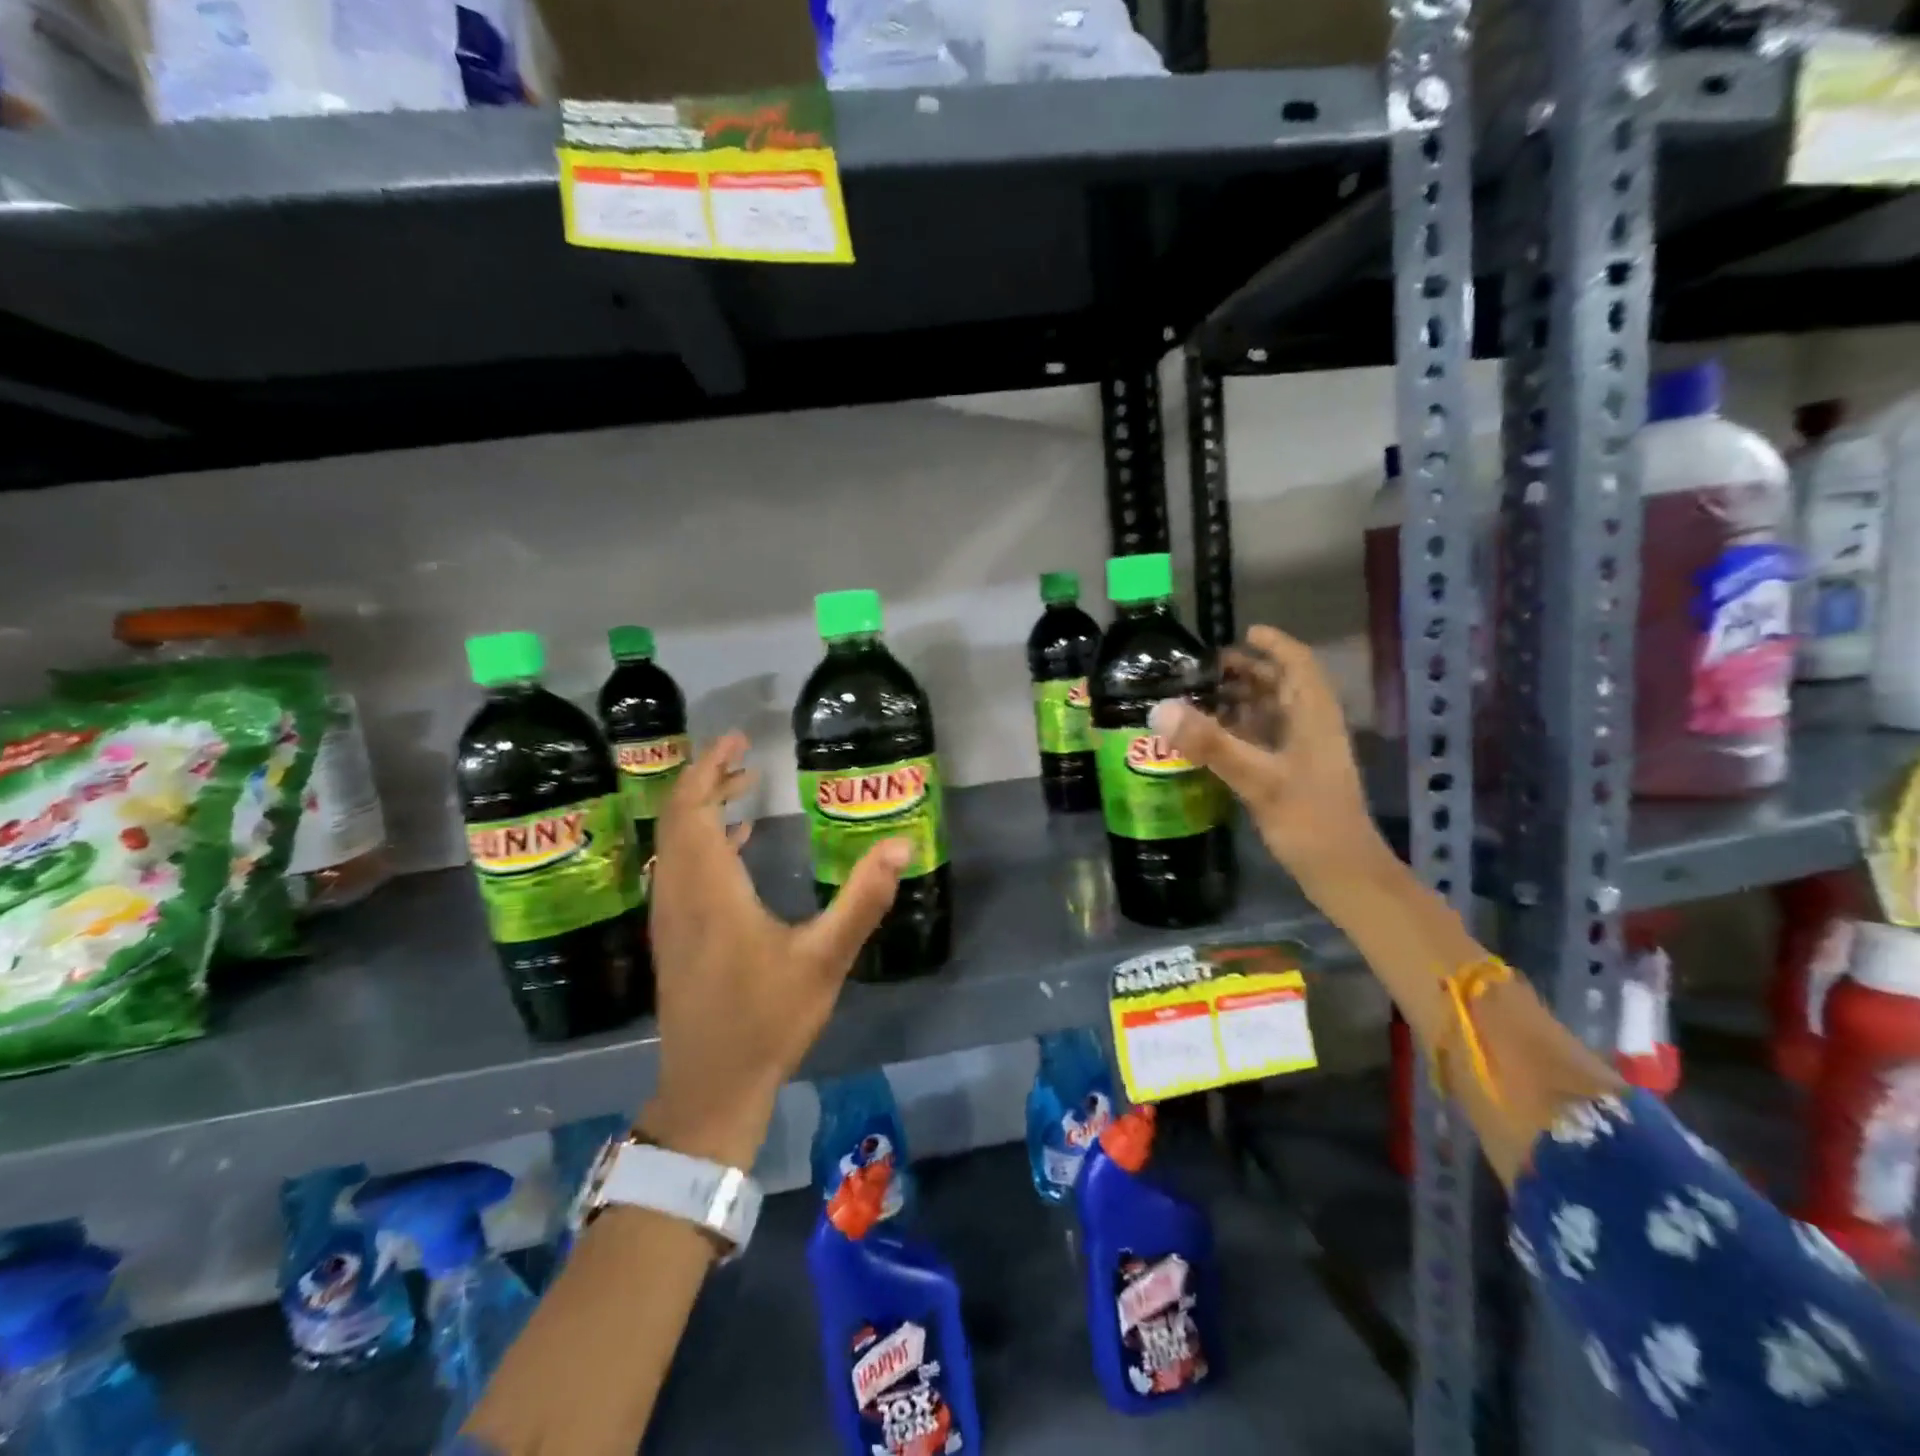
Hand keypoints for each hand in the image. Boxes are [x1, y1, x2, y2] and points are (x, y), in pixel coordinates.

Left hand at [639, 733, 909, 1167]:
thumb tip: (902, 844)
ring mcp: (669, 917)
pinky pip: (677, 868)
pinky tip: (736, 845)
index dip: (711, 768)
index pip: (695, 809)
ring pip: (674, 843)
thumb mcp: (826, 958)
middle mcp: (679, 894)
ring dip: (702, 809)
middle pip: (678, 819)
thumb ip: (864, 898)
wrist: (712, 1086)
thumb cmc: (768, 1019)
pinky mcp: (673, 937)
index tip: (738, 740)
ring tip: (743, 788)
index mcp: (710, 889)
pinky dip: (701, 841)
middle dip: (707, 779)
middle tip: (745, 756)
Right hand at [1150, 625, 1390, 898]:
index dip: (1275, 644)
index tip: (1243, 632)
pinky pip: (1265, 740)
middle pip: (1283, 686)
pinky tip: (1213, 740)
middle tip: (1205, 669)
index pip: (1298, 664)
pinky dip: (1241, 731)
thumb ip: (1210, 743)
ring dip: (1242, 701)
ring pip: (1273, 714)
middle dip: (1248, 671)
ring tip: (1201, 697)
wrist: (1344, 874)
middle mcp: (1312, 728)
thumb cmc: (1309, 820)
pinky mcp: (1294, 777)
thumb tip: (1160, 709)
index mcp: (1314, 716)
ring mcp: (1304, 754)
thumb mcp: (1258, 779)